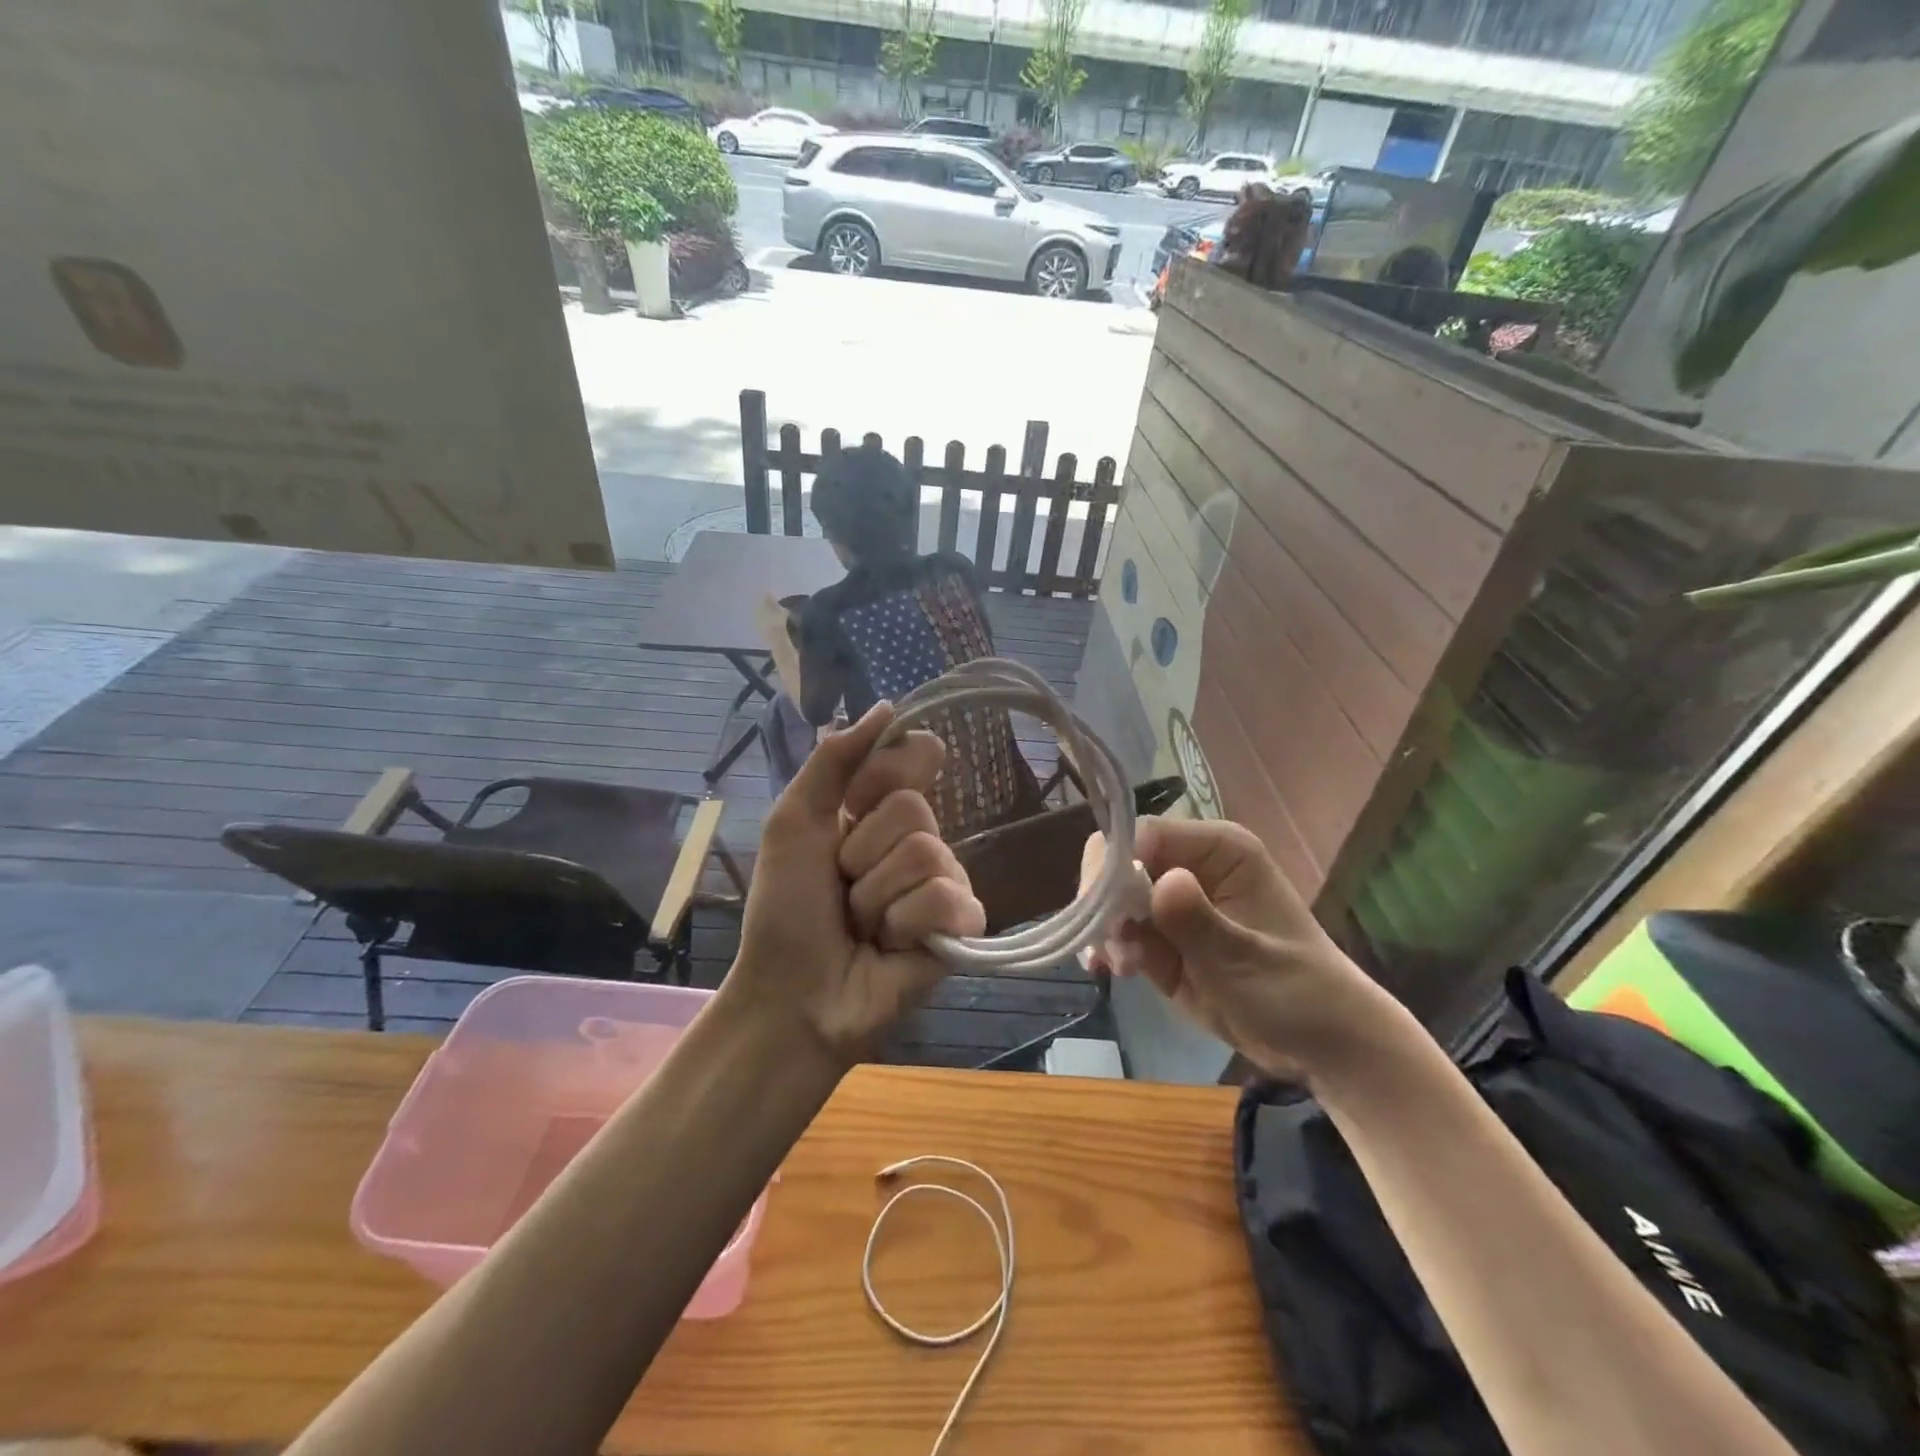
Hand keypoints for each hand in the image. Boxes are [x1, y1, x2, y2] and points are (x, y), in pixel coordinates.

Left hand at [731, 703, 985, 1068]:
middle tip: (843, 888)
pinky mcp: (961, 924)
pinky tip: (891, 945)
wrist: (794, 994)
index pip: (915, 755)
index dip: (886, 774)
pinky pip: (945, 897)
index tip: (855, 802)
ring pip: (927, 854)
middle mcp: (917, 838)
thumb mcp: (795, 822)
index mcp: (878, 810)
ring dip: (875, 896)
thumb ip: (834, 761)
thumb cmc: (787, 910)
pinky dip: (904, 923)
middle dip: (862, 853)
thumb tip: (888, 705)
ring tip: (862, 926)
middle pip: (914, 808)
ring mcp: (943, 881)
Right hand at [1080, 817, 1392, 1081]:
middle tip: (1109, 944)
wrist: (1321, 1049)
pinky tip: (1111, 971)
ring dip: (1105, 931)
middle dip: (1105, 901)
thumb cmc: (1297, 993)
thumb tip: (1160, 880)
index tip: (1100, 910)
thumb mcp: (1245, 959)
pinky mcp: (1162, 938)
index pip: (1145, 834)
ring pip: (1112, 898)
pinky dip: (1109, 948)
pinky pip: (1120, 930)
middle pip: (1120, 861)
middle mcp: (1189, 865)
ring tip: (1120, 968)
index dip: (1114, 864)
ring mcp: (1173, 902)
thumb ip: (1198, 921)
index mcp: (1218, 850)